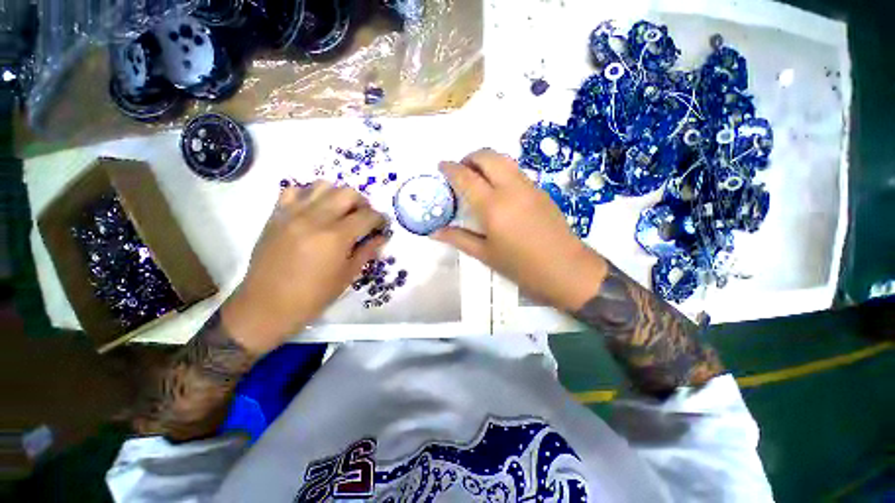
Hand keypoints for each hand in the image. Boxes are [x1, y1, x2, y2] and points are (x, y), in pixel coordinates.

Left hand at [221, 182, 387, 354]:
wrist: (267, 306)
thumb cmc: (313, 296)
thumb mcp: (347, 276)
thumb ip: (367, 251)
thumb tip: (381, 237)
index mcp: (336, 237)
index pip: (368, 216)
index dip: (380, 219)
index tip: (382, 226)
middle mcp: (316, 218)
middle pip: (348, 193)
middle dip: (362, 204)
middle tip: (363, 219)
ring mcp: (293, 213)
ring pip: (323, 185)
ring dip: (338, 196)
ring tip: (339, 212)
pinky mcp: (276, 215)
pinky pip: (295, 190)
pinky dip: (310, 195)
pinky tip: (313, 211)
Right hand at [435, 149, 607, 311]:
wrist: (566, 270)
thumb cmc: (521, 267)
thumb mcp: (485, 254)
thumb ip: (459, 238)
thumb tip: (434, 232)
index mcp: (493, 207)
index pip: (467, 177)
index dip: (451, 169)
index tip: (441, 166)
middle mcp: (511, 189)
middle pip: (488, 156)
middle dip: (470, 158)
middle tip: (460, 172)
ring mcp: (529, 187)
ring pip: (504, 160)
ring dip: (487, 161)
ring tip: (477, 178)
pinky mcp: (541, 191)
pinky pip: (516, 171)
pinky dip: (501, 171)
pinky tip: (498, 189)